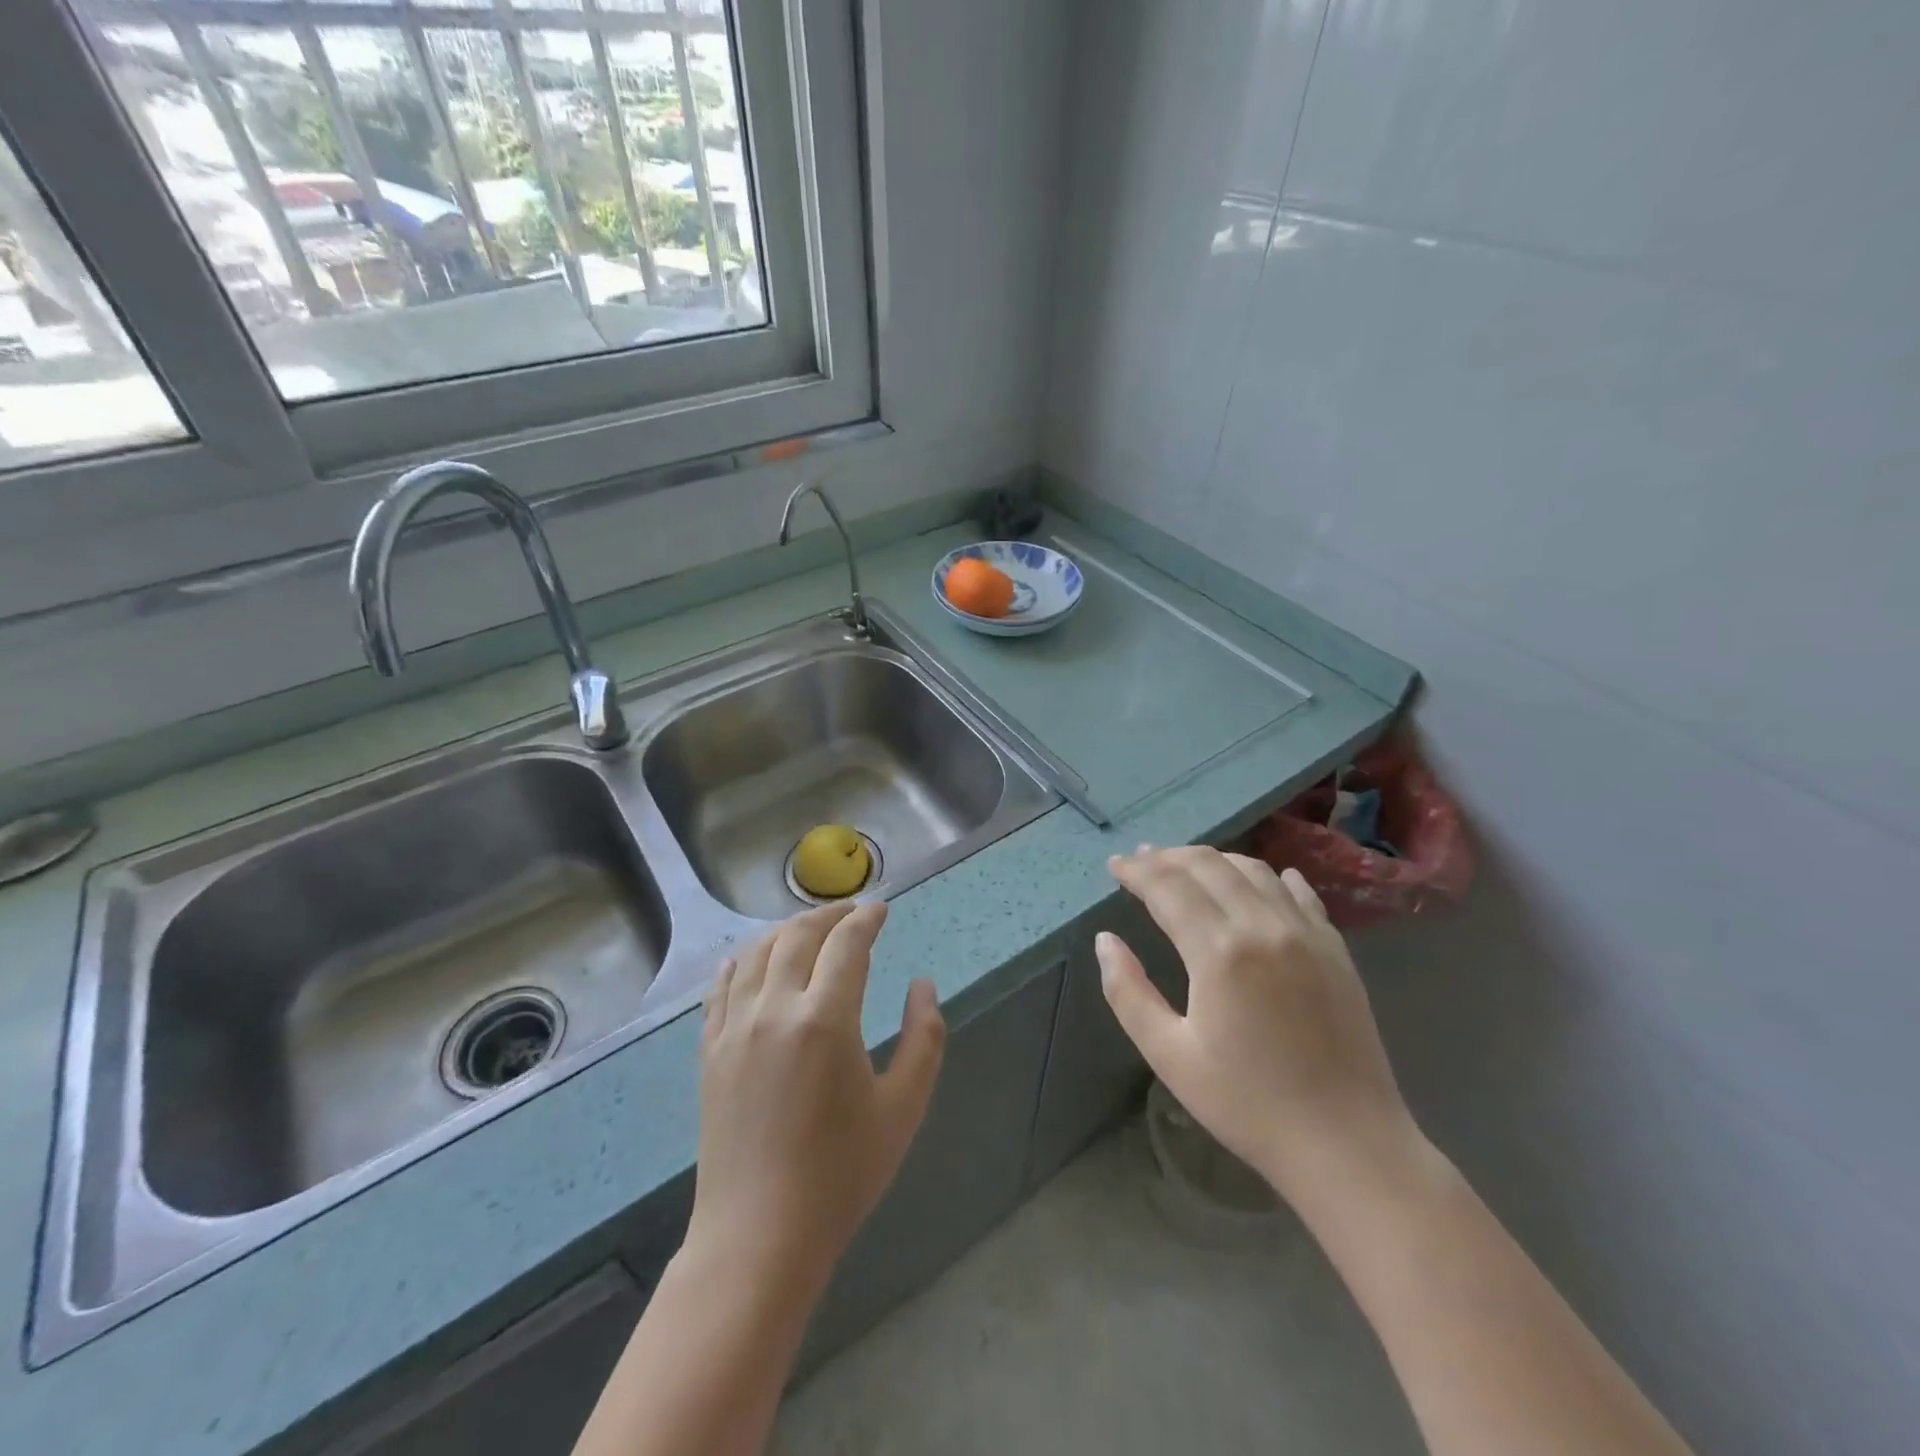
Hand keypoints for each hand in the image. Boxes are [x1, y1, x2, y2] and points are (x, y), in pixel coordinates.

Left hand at [687, 902, 945, 1294]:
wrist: (758, 1236)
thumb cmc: (841, 1174)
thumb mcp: (904, 1107)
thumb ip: (924, 1037)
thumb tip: (923, 984)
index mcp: (826, 1018)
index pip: (847, 944)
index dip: (867, 919)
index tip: (881, 910)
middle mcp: (775, 1009)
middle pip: (798, 937)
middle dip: (828, 916)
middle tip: (850, 912)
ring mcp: (735, 1029)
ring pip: (756, 954)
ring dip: (784, 931)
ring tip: (807, 929)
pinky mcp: (710, 1052)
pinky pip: (720, 989)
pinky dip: (739, 963)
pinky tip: (746, 960)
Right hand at [1098, 845, 1418, 1200]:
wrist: (1347, 1144)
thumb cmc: (1248, 1104)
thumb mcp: (1170, 1056)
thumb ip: (1128, 992)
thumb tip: (1105, 941)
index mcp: (1219, 952)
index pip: (1168, 887)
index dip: (1137, 871)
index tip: (1115, 864)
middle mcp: (1264, 926)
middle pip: (1209, 866)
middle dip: (1169, 857)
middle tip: (1142, 859)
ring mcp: (1306, 933)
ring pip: (1253, 870)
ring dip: (1214, 860)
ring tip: (1188, 866)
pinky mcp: (1336, 949)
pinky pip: (1299, 894)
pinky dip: (1270, 877)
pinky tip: (1262, 878)